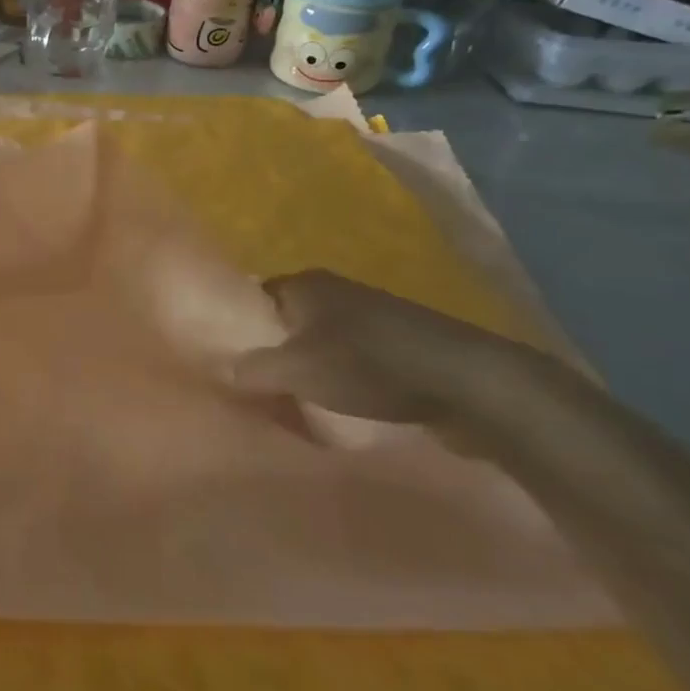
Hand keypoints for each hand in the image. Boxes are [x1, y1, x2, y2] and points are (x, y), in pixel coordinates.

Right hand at [226, 270, 569, 439]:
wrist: (468, 382)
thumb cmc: (369, 364)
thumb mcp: (297, 370)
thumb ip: (252, 369)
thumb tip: (221, 371)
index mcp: (305, 284)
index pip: (254, 296)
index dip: (237, 325)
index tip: (224, 358)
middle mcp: (335, 290)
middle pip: (287, 320)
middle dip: (271, 350)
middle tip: (253, 385)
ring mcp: (371, 316)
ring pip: (320, 341)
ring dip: (308, 367)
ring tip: (292, 401)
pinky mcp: (400, 344)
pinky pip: (353, 358)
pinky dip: (341, 378)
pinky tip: (338, 406)